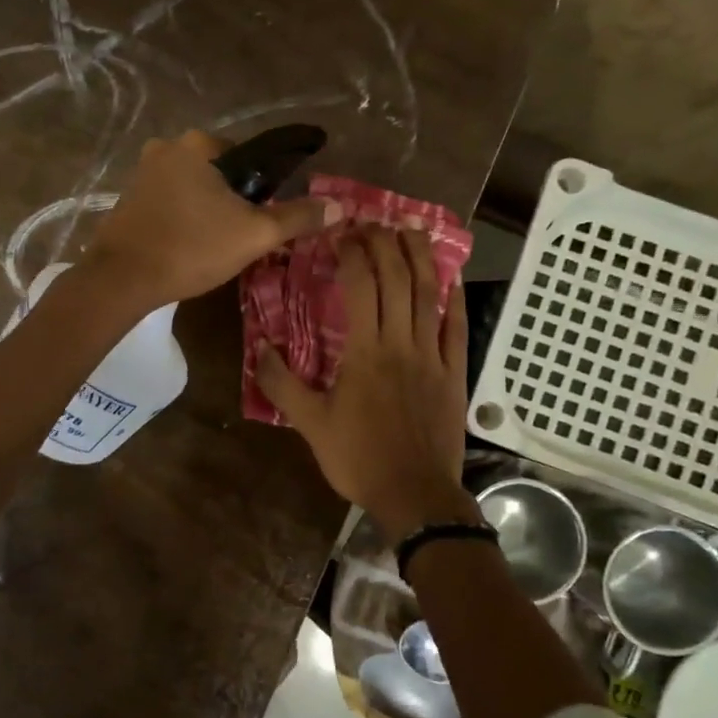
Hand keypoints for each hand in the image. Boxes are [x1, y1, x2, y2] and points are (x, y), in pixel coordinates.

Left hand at [82, 130, 335, 310]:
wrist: (122, 279)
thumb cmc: (191, 248)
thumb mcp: (254, 234)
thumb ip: (297, 217)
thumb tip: (340, 206)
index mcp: (198, 144)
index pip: (248, 156)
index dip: (261, 189)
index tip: (259, 219)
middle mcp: (166, 147)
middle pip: (219, 172)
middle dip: (232, 200)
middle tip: (239, 237)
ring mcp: (141, 173)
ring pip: (192, 188)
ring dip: (206, 210)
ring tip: (213, 246)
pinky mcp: (127, 200)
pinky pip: (169, 202)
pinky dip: (182, 218)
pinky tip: (186, 246)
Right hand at [258, 225, 478, 537]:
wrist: (415, 494)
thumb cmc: (359, 458)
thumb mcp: (310, 424)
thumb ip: (282, 384)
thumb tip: (260, 347)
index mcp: (365, 352)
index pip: (360, 287)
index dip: (352, 254)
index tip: (341, 234)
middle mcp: (401, 343)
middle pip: (397, 280)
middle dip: (385, 244)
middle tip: (373, 224)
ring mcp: (433, 356)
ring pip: (429, 295)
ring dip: (421, 258)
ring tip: (412, 230)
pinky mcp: (455, 373)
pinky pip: (458, 328)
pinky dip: (454, 299)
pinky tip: (451, 279)